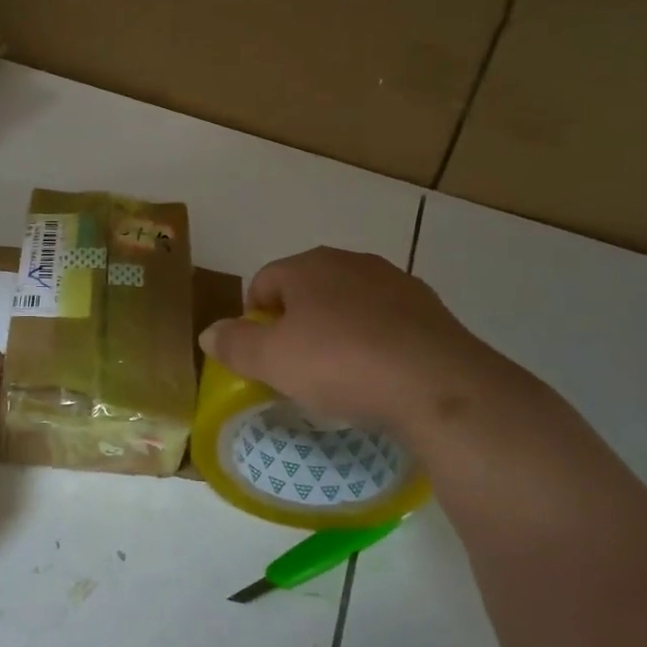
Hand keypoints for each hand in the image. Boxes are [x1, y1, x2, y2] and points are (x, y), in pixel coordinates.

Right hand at [198, 248, 535, 454]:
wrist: (437, 384)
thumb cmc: (341, 363)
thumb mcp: (273, 361)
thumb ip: (235, 344)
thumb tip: (209, 333)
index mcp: (308, 265)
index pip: (264, 282)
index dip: (254, 320)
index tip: (262, 358)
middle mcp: (351, 262)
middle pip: (307, 290)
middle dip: (296, 324)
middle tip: (297, 368)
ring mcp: (395, 282)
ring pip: (349, 304)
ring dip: (337, 331)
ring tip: (341, 375)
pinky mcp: (430, 309)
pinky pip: (386, 322)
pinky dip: (375, 342)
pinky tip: (380, 375)